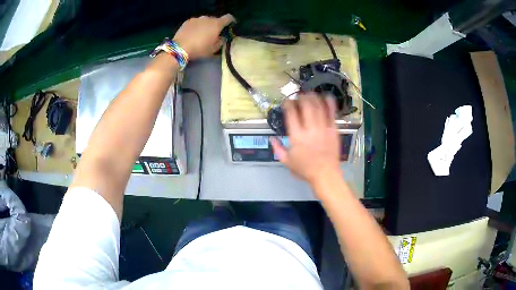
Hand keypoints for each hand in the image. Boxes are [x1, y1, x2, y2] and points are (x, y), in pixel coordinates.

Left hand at [173, 14, 234, 59]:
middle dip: (216, 25)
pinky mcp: (188, 21)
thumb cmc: (199, 49)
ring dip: (206, 25)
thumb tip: (222, 37)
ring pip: (205, 21)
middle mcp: (207, 18)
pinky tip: (193, 34)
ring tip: (202, 34)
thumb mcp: (213, 49)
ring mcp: (197, 19)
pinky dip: (197, 26)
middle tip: (213, 34)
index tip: (231, 25)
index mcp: (217, 24)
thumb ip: (221, 42)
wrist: (179, 48)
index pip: (228, 18)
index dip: (231, 21)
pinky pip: (196, 22)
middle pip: (215, 19)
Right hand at [271, 94, 341, 184]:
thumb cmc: (305, 169)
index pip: (291, 114)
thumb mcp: (286, 162)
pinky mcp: (333, 130)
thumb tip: (271, 138)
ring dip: (313, 97)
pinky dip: (329, 103)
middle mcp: (310, 129)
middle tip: (298, 97)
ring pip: (319, 107)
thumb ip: (277, 148)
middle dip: (301, 97)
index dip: (288, 104)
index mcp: (297, 136)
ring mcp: (323, 128)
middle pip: (306, 106)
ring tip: (309, 95)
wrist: (326, 175)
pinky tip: (326, 96)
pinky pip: (332, 113)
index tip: (286, 102)